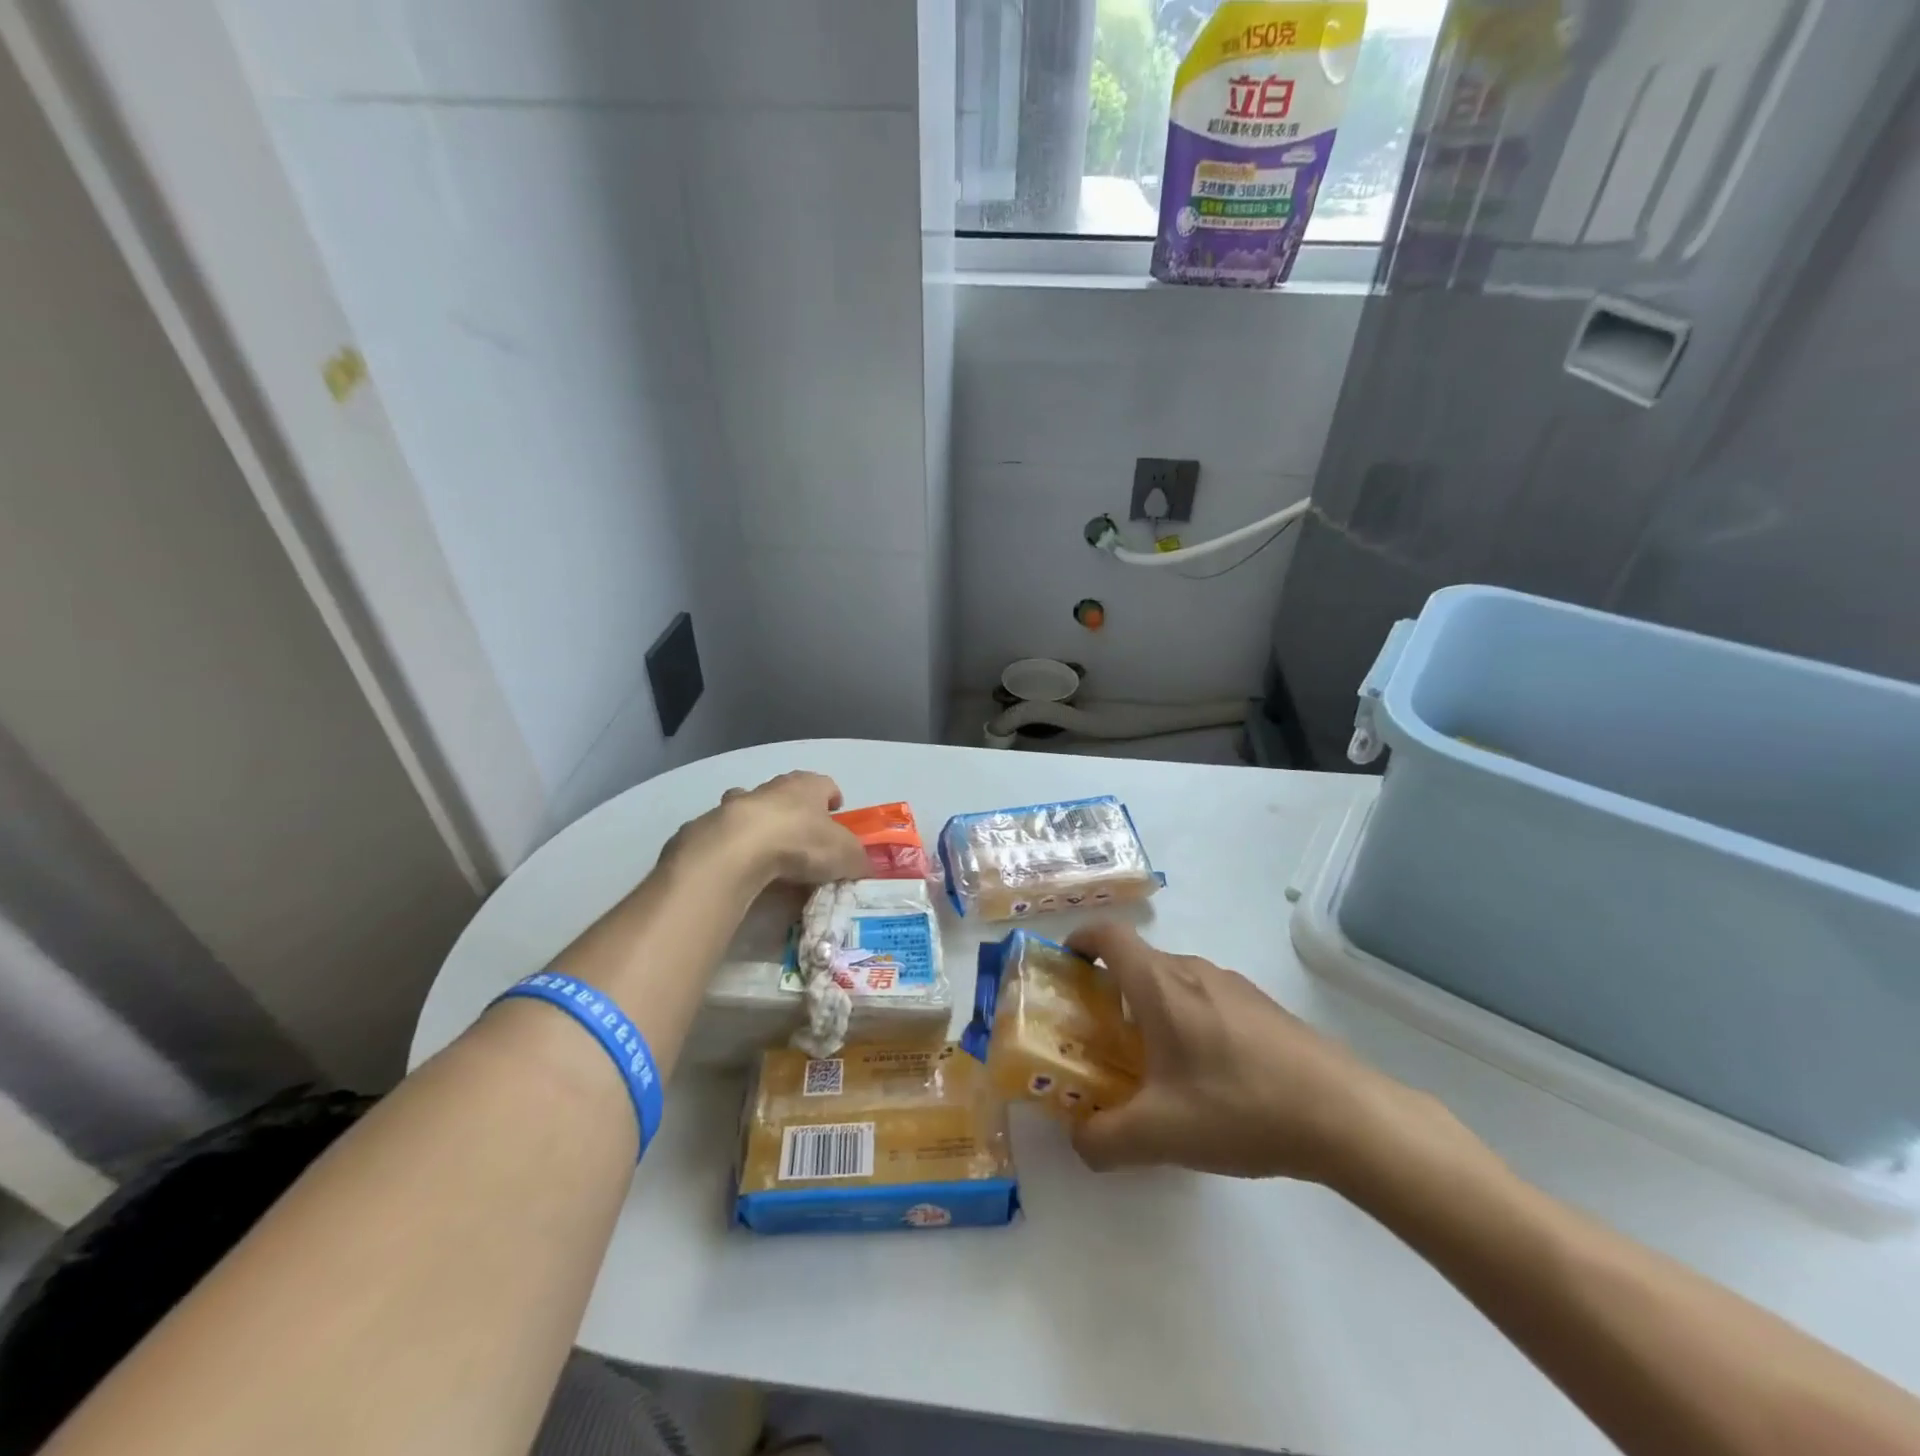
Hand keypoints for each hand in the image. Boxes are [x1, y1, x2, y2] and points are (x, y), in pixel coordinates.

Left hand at [668, 771, 868, 887]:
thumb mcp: (845, 855)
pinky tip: (742, 866)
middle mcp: (773, 787)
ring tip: (769, 852)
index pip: (825, 784)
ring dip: (761, 824)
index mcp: (808, 786)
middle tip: (804, 836)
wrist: (738, 850)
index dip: (832, 798)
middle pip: (788, 793)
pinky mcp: (712, 826)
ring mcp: (738, 804)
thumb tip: (863, 866)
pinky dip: (736, 846)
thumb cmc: (800, 842)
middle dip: (796, 810)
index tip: (836, 811)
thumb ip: (857, 859)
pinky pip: (729, 833)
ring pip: (754, 808)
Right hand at [1065, 923, 1463, 1184]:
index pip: (1108, 935)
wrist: (1345, 1114)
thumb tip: (1080, 1140)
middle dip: (1111, 990)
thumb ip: (1103, 1139)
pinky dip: (1188, 1021)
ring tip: (1154, 1065)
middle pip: (1139, 962)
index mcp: (1160, 984)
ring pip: (1175, 982)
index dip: (1080, 941)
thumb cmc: (1240, 1107)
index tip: (1065, 966)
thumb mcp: (1160, 1135)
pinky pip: (1208, 999)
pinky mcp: (1264, 1007)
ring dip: (1152, 1008)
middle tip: (1101, 1037)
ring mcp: (1233, 985)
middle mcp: (1193, 970)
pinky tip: (1208, 1078)